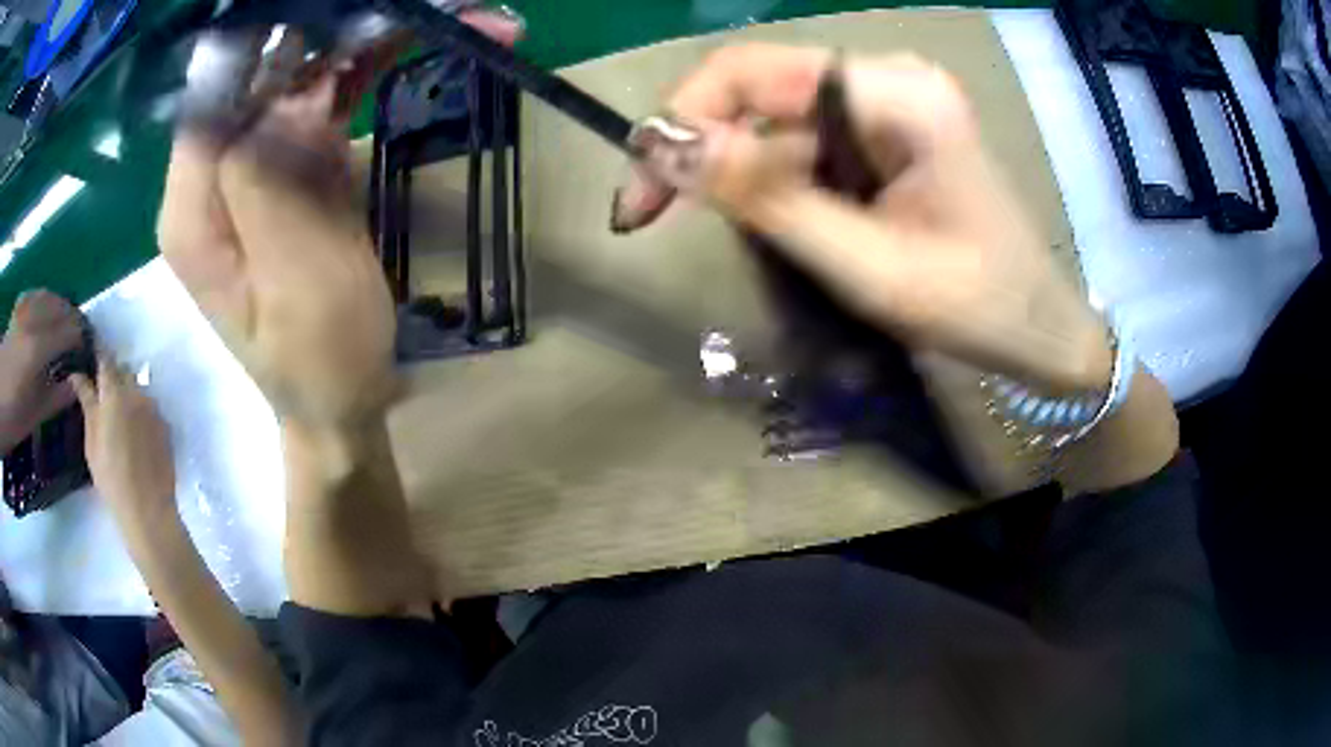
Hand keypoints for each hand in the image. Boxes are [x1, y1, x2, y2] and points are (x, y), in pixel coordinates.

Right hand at [71, 357, 175, 524]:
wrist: (147, 509)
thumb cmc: (111, 477)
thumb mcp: (92, 440)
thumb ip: (87, 402)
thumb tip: (77, 374)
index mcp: (114, 391)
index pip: (105, 358)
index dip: (98, 351)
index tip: (90, 349)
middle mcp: (136, 391)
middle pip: (123, 371)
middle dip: (112, 375)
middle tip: (101, 391)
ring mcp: (153, 407)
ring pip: (137, 388)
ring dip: (127, 394)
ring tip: (118, 415)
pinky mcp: (165, 425)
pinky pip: (149, 407)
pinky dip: (140, 411)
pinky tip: (134, 432)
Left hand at [158, 11, 522, 430]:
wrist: (341, 402)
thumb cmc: (321, 363)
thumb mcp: (295, 286)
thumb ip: (272, 185)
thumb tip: (287, 93)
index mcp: (193, 208)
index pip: (215, 91)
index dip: (269, 41)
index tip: (338, 14)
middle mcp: (212, 176)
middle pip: (262, 72)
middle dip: (332, 28)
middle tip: (409, 9)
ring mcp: (253, 166)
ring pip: (301, 75)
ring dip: (365, 39)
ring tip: (454, 18)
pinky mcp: (292, 168)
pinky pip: (325, 99)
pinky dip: (369, 67)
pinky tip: (412, 42)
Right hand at [613, 46, 1111, 390]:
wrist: (1039, 326)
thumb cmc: (976, 307)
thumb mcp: (869, 267)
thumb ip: (769, 201)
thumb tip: (666, 151)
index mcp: (899, 94)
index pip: (753, 70)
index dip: (680, 119)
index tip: (639, 193)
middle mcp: (889, 75)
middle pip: (758, 86)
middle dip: (700, 148)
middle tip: (650, 213)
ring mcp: (888, 97)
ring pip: (775, 115)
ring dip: (737, 170)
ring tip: (739, 234)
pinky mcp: (886, 125)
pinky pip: (804, 136)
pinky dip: (774, 177)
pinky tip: (783, 220)